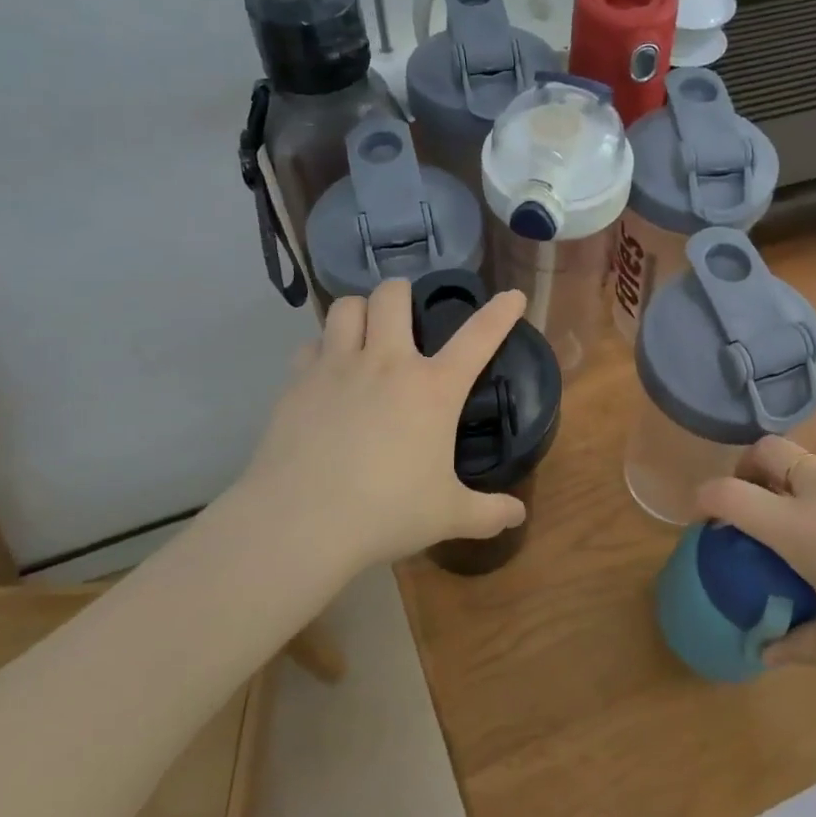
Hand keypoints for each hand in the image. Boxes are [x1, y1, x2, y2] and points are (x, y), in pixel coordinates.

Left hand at [236, 280, 530, 573]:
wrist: (301, 523)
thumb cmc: (386, 514)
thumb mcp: (447, 516)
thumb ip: (488, 513)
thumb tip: (518, 516)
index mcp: (433, 389)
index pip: (478, 336)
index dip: (500, 312)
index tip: (512, 296)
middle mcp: (386, 364)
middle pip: (393, 295)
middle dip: (402, 293)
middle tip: (405, 313)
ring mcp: (336, 367)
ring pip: (345, 307)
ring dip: (359, 311)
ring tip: (364, 331)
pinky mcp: (297, 382)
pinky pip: (310, 345)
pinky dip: (322, 349)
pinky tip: (325, 372)